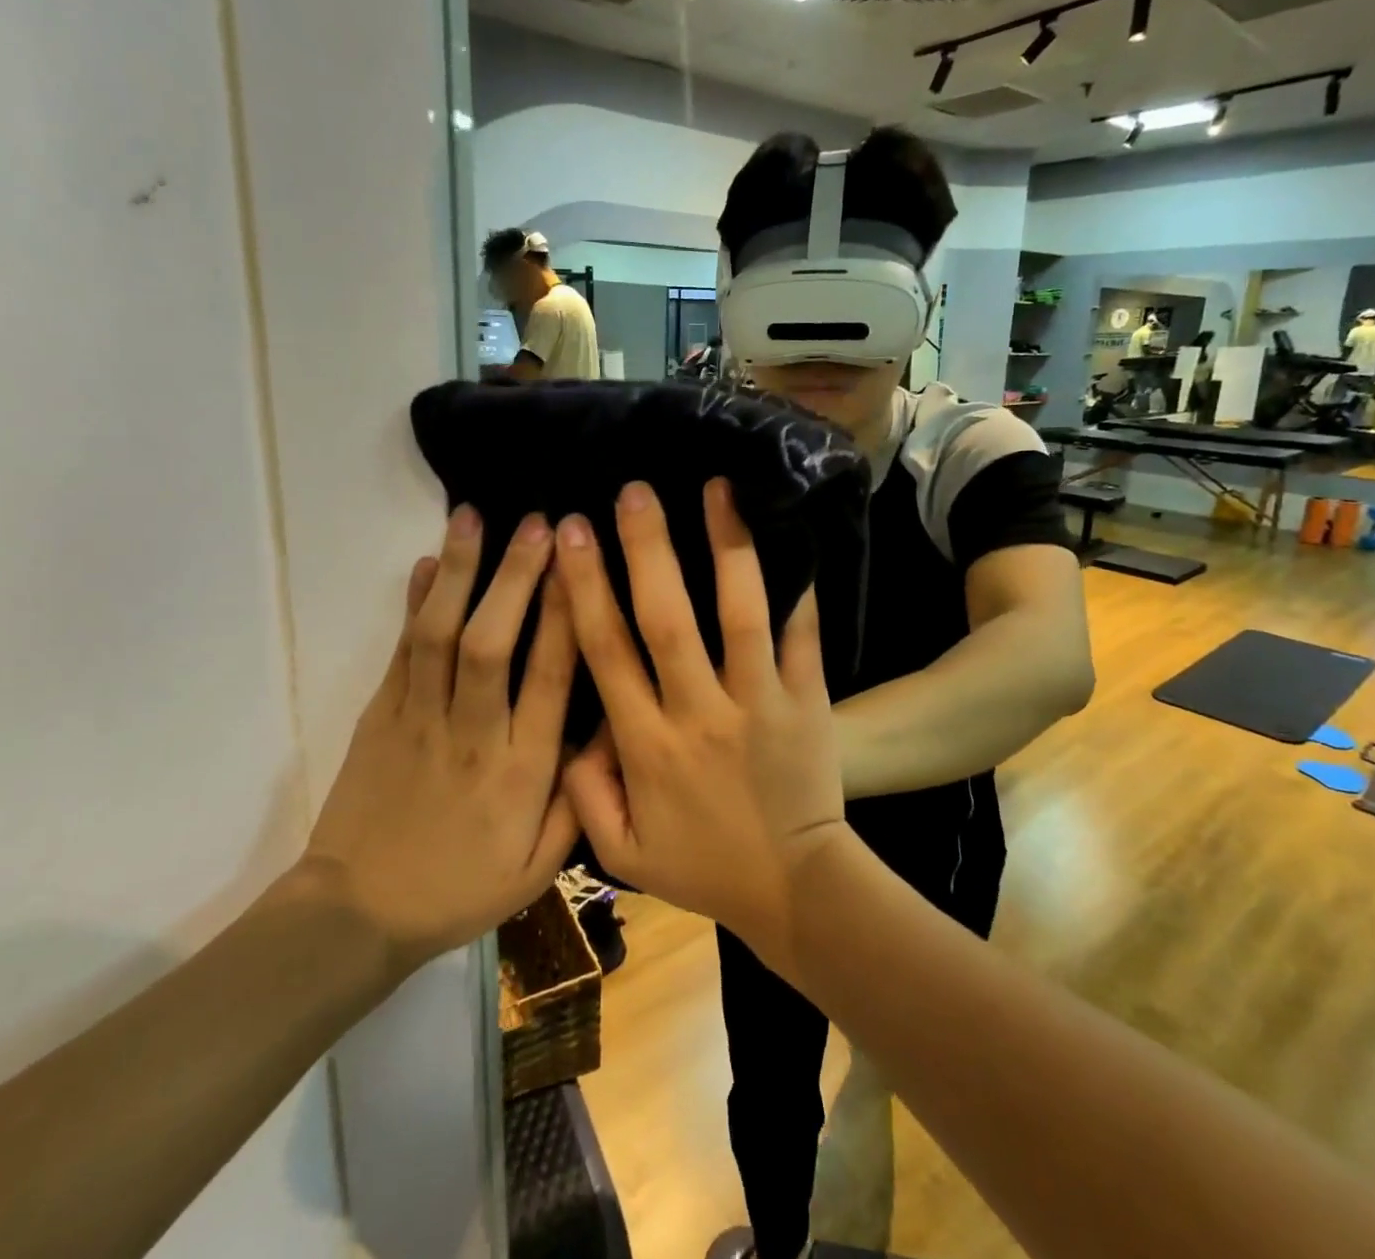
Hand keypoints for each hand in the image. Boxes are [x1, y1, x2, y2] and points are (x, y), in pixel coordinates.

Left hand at [301, 506, 579, 973]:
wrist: (357, 914)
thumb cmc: (461, 889)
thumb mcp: (540, 867)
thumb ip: (580, 799)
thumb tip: (609, 728)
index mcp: (521, 771)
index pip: (549, 678)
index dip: (567, 614)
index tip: (581, 563)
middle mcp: (472, 734)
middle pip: (491, 643)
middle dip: (516, 576)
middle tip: (538, 522)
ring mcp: (418, 720)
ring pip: (438, 634)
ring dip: (460, 572)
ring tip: (473, 516)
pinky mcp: (378, 716)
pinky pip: (399, 650)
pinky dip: (414, 602)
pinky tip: (429, 561)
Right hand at [556, 479, 846, 961]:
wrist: (794, 887)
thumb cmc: (704, 866)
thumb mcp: (622, 851)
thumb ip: (583, 791)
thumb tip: (568, 729)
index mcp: (648, 746)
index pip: (606, 653)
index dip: (584, 589)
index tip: (570, 534)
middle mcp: (699, 713)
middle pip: (666, 619)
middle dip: (646, 550)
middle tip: (634, 491)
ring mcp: (759, 702)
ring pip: (740, 614)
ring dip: (727, 548)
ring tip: (718, 488)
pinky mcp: (806, 701)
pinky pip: (803, 637)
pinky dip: (799, 590)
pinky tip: (795, 538)